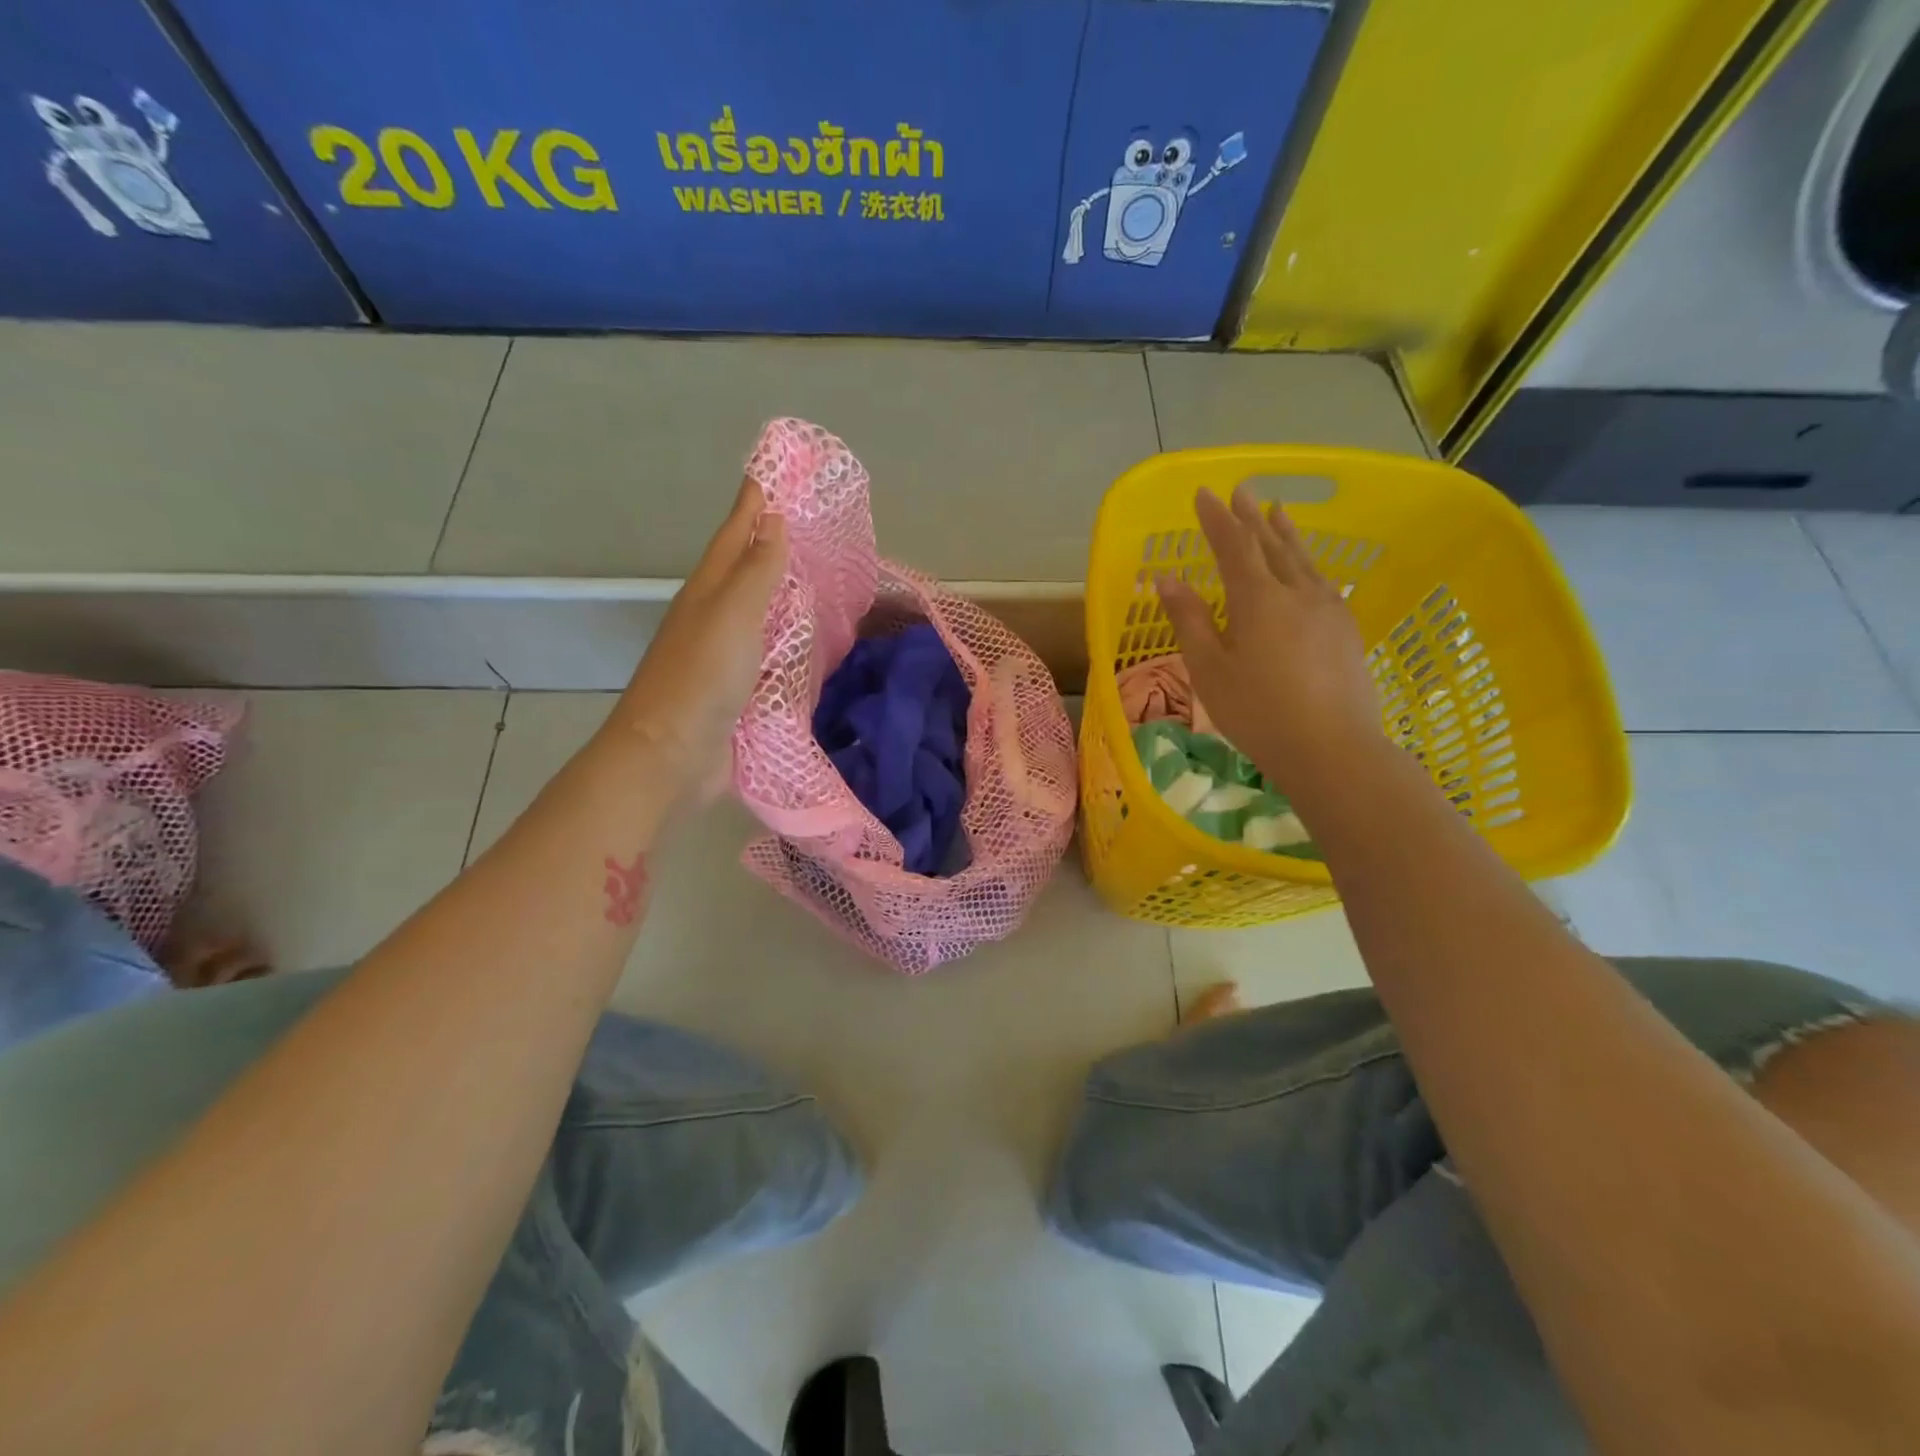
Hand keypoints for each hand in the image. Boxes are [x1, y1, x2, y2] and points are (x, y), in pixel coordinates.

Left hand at [608, 476, 786, 797]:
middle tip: (807, 522)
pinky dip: (790, 641)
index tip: (773, 472)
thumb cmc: (702, 677)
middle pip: (745, 571)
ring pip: (759, 613)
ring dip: (782, 593)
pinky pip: (771, 654)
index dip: (753, 504)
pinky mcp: (740, 692)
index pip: (735, 535)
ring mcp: (725, 657)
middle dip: (771, 544)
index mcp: (708, 592)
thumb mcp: (732, 613)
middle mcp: (714, 618)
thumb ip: (757, 570)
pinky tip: (811, 642)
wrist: (672, 756)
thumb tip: (773, 520)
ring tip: (818, 577)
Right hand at [1156, 485, 1380, 795]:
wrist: (1332, 748)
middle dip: (1252, 516)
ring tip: (1278, 510)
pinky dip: (1307, 561)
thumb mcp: (1209, 669)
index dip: (1216, 519)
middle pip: (1271, 544)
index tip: (1203, 494)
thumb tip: (1167, 579)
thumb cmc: (1258, 713)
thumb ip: (1189, 620)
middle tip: (1242, 489)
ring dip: (1285, 533)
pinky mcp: (1346, 629)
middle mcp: (1297, 592)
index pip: (1233, 546)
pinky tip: (1308, 567)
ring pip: (1303, 559)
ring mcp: (1328, 609)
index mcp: (1258, 599)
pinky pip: (1322, 580)